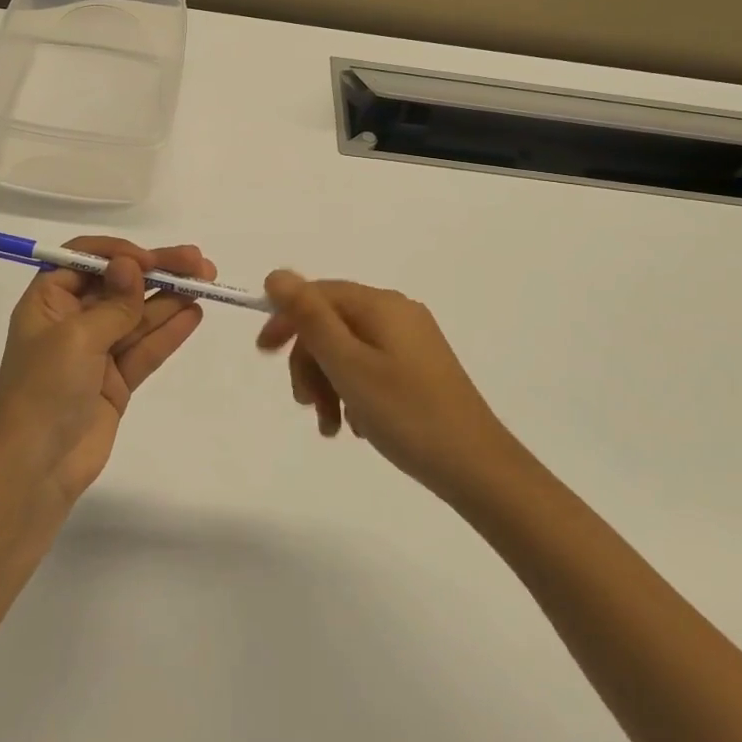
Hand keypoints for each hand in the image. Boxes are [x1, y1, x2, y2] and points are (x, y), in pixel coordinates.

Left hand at [0, 238, 214, 505]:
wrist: (34, 469)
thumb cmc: (43, 390)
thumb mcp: (76, 338)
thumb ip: (113, 302)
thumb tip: (132, 263)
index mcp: (49, 301)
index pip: (85, 259)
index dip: (120, 254)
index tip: (151, 260)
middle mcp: (72, 320)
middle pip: (119, 285)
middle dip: (158, 272)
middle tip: (200, 263)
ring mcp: (96, 352)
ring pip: (138, 315)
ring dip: (170, 298)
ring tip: (207, 283)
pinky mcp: (115, 381)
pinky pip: (145, 348)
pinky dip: (168, 331)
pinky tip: (194, 314)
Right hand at [256, 272, 510, 501]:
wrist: (477, 468)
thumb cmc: (406, 413)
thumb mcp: (348, 364)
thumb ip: (310, 317)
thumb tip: (277, 274)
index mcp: (380, 305)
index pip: (317, 294)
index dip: (285, 319)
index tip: (263, 354)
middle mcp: (397, 313)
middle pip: (331, 323)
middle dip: (310, 362)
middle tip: (306, 406)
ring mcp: (411, 341)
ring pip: (347, 349)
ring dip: (328, 383)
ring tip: (330, 426)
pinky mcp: (419, 368)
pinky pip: (369, 367)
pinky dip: (352, 391)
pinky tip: (356, 425)